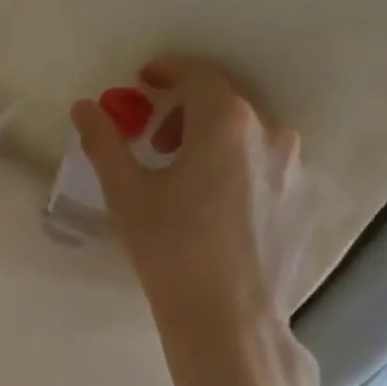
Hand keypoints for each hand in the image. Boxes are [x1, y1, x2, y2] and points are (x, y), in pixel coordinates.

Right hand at [71, 57, 308, 341]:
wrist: (227, 314)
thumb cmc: (169, 247)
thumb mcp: (125, 191)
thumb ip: (104, 141)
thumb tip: (84, 106)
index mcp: (226, 122)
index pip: (197, 75)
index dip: (166, 71)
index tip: (142, 80)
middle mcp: (270, 132)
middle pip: (225, 99)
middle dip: (185, 107)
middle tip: (153, 138)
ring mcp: (294, 166)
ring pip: (248, 130)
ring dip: (211, 135)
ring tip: (182, 174)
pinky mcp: (302, 197)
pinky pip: (264, 160)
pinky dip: (235, 161)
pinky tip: (212, 201)